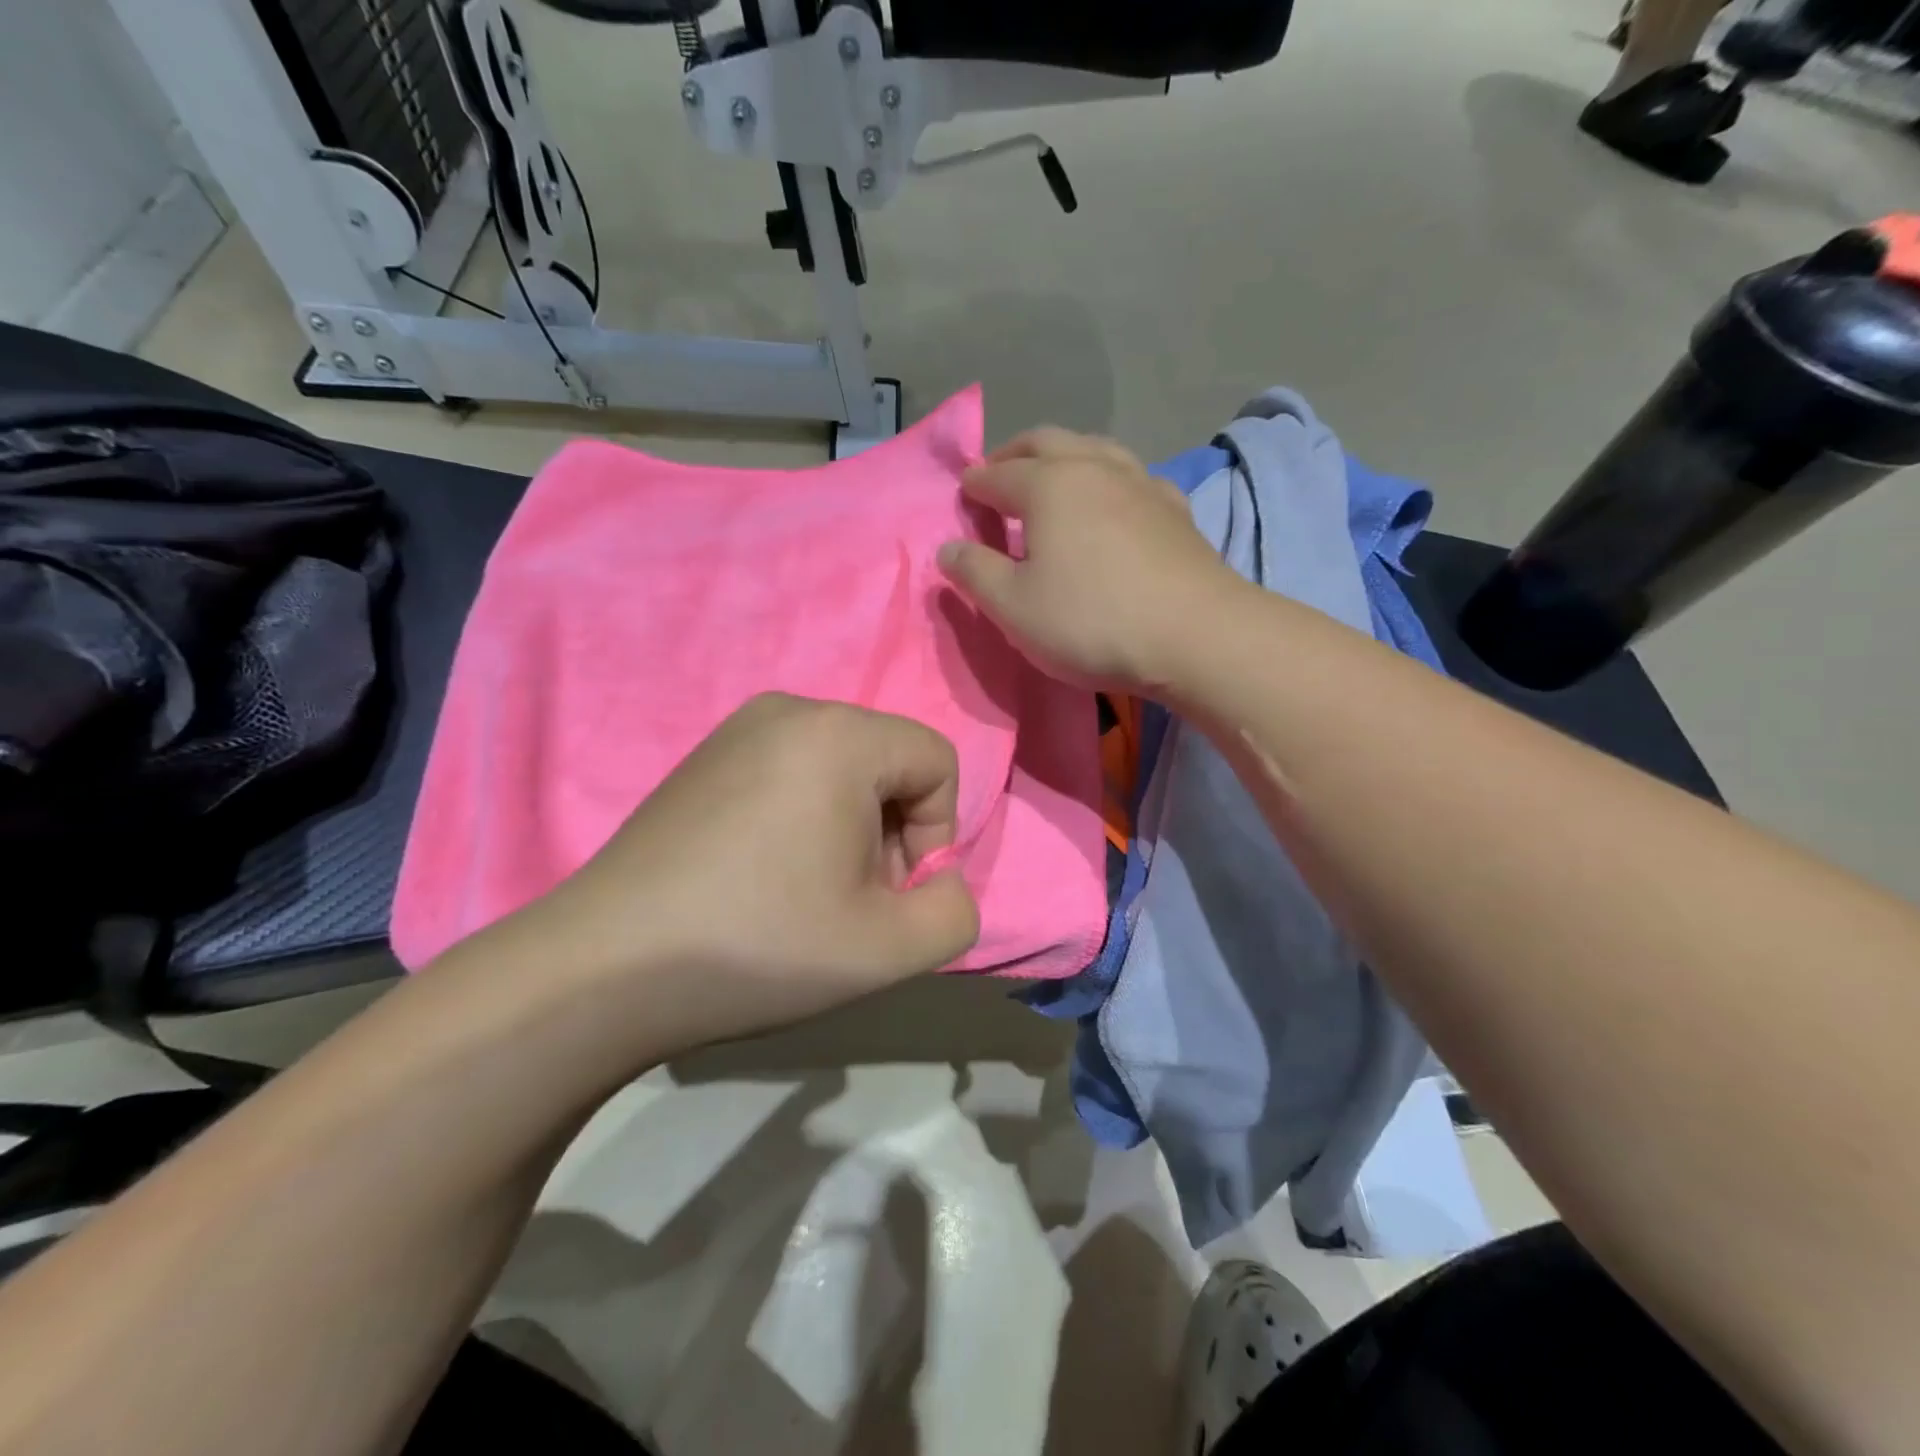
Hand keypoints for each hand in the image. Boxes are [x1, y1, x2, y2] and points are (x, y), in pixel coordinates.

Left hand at [517, 694, 979, 1053]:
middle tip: (847, 903)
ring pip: (840, 771)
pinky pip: (789, 774)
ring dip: (848, 832)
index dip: (937, 835)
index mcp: (839, 734)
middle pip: (887, 764)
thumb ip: (955, 911)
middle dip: (891, 835)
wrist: (604, 969)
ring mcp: (737, 730)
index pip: (936, 762)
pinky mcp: (703, 759)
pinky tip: (760, 878)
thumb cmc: (759, 946)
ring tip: (803, 894)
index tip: (889, 894)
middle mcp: (789, 710)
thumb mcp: (889, 949)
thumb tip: (938, 880)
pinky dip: (802, 821)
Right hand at [936, 427, 1239, 694]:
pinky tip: (1112, 503)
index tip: (962, 495)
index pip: (998, 475)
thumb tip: (948, 548)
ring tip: (1053, 480)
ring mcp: (1142, 484)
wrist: (1196, 635)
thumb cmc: (1091, 621)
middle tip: (999, 474)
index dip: (974, 485)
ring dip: (1065, 456)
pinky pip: (1132, 476)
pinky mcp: (1176, 509)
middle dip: (1015, 453)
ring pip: (1095, 448)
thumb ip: (975, 573)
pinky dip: (1108, 479)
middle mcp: (1095, 468)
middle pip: (1047, 441)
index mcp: (1049, 485)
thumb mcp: (1014, 608)